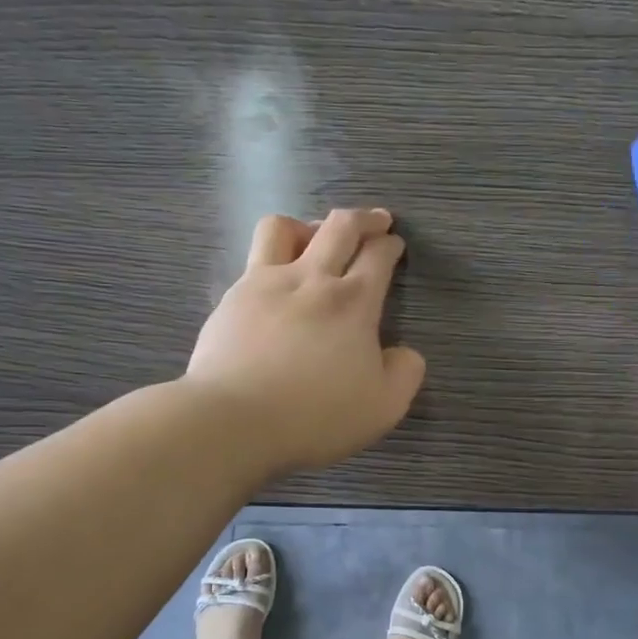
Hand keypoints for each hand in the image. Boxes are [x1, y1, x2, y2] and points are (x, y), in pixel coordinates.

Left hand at [186, 207, 426, 476]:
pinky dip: (271, 261)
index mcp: (354, 302)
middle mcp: (311, 279)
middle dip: (364, 219)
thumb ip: (405, 373)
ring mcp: (265, 283)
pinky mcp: (232, 298)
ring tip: (313, 241)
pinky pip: (253, 261)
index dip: (391, 245)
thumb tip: (405, 352)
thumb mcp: (383, 406)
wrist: (234, 419)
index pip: (378, 255)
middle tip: (375, 222)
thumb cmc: (315, 415)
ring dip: (307, 226)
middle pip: (340, 226)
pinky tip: (274, 285)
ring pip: (284, 227)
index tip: (395, 244)